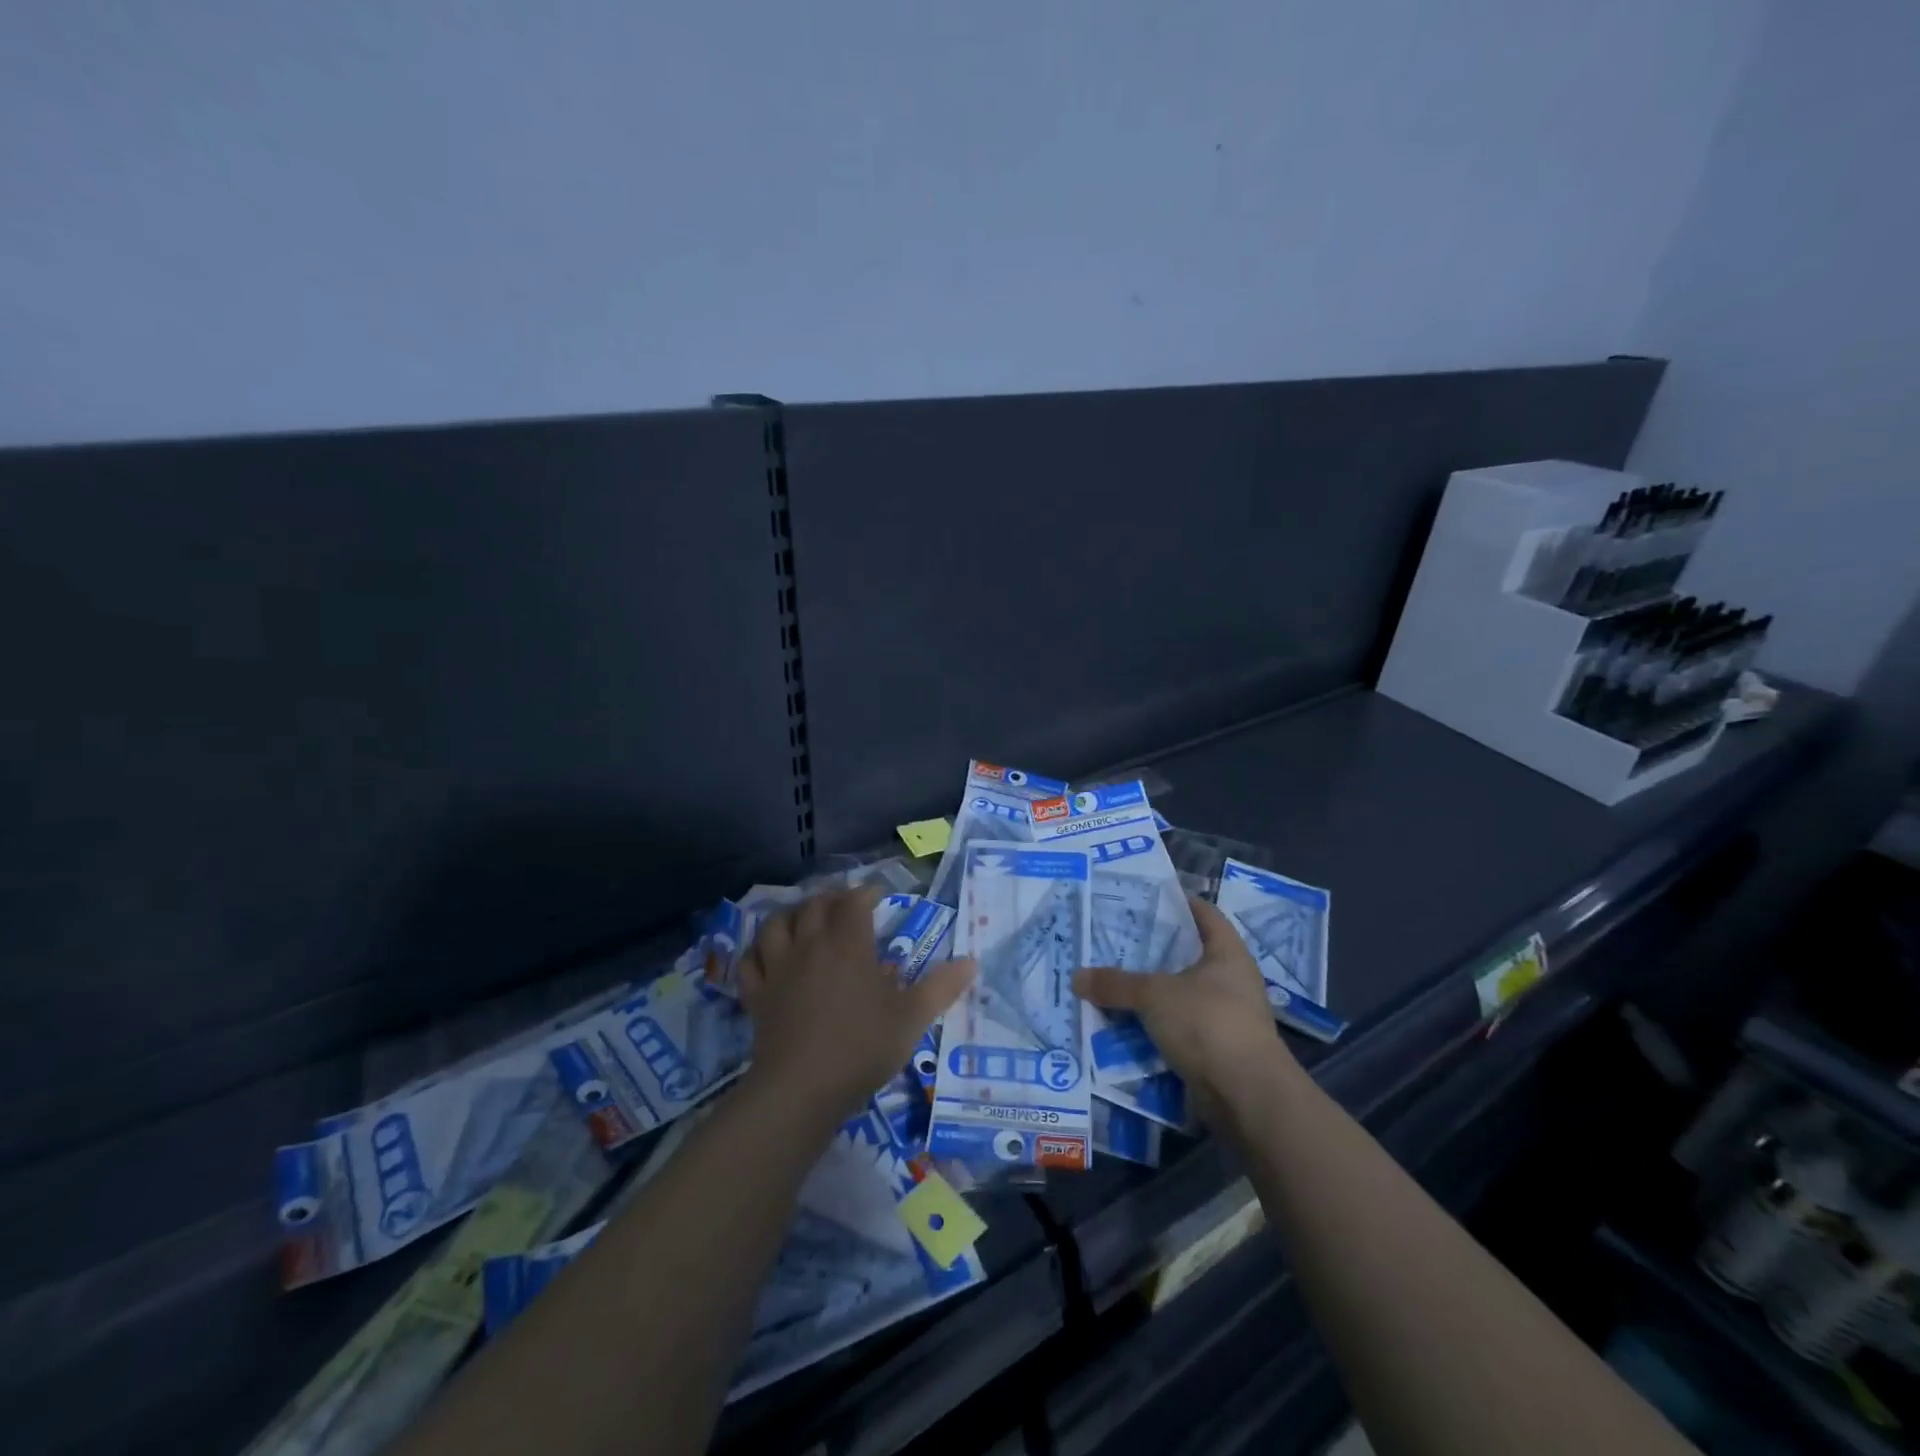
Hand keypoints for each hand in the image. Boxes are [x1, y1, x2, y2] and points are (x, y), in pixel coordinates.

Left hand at [737, 885, 974, 1124]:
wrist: (801, 1089)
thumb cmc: (862, 1048)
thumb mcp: (912, 1019)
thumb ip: (941, 987)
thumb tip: (972, 962)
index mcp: (848, 944)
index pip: (854, 902)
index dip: (866, 892)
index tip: (878, 896)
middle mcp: (810, 946)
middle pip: (814, 906)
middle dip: (831, 899)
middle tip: (844, 905)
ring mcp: (778, 969)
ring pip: (776, 925)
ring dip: (791, 916)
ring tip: (803, 921)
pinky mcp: (756, 995)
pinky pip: (749, 962)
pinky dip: (757, 953)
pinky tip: (767, 957)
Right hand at [1073, 896, 1296, 1125]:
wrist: (1247, 1096)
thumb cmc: (1208, 1023)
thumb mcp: (1155, 995)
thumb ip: (1116, 984)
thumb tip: (1076, 977)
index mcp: (1227, 952)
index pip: (1203, 913)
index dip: (1176, 901)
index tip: (1142, 897)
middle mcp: (1231, 979)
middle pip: (1187, 954)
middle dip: (1152, 949)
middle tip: (1113, 939)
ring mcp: (1226, 1016)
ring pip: (1179, 993)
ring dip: (1150, 991)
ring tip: (1110, 979)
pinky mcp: (1216, 1049)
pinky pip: (1178, 1026)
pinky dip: (1154, 1024)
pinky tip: (1124, 1021)